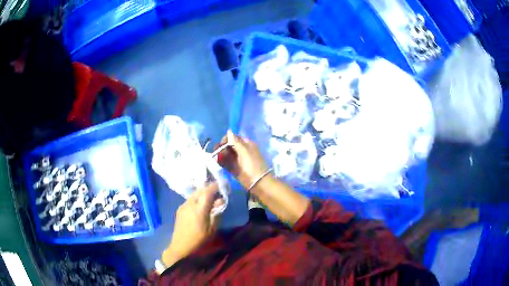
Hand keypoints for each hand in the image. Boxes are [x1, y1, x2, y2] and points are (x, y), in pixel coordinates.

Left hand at [162, 183, 223, 266]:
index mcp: (199, 209)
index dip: (216, 186)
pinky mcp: (180, 209)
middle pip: (200, 190)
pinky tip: (200, 206)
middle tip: (218, 193)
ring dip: (203, 193)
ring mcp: (183, 205)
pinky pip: (190, 199)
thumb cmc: (199, 239)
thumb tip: (220, 201)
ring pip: (195, 194)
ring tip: (210, 199)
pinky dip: (197, 198)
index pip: (208, 191)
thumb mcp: (212, 228)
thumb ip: (216, 213)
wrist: (181, 246)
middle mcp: (190, 204)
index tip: (222, 185)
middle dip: (210, 189)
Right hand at [217, 130, 268, 189]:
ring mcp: (239, 160)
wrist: (259, 184)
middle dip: (222, 148)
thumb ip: (236, 141)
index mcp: (247, 144)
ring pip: (227, 154)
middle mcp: (243, 151)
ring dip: (221, 155)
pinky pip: (227, 163)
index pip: (234, 137)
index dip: (226, 139)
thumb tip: (229, 131)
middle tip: (217, 152)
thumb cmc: (252, 166)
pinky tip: (217, 163)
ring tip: (216, 158)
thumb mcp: (244, 151)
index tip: (221, 145)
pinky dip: (222, 162)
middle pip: (229, 146)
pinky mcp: (236, 169)